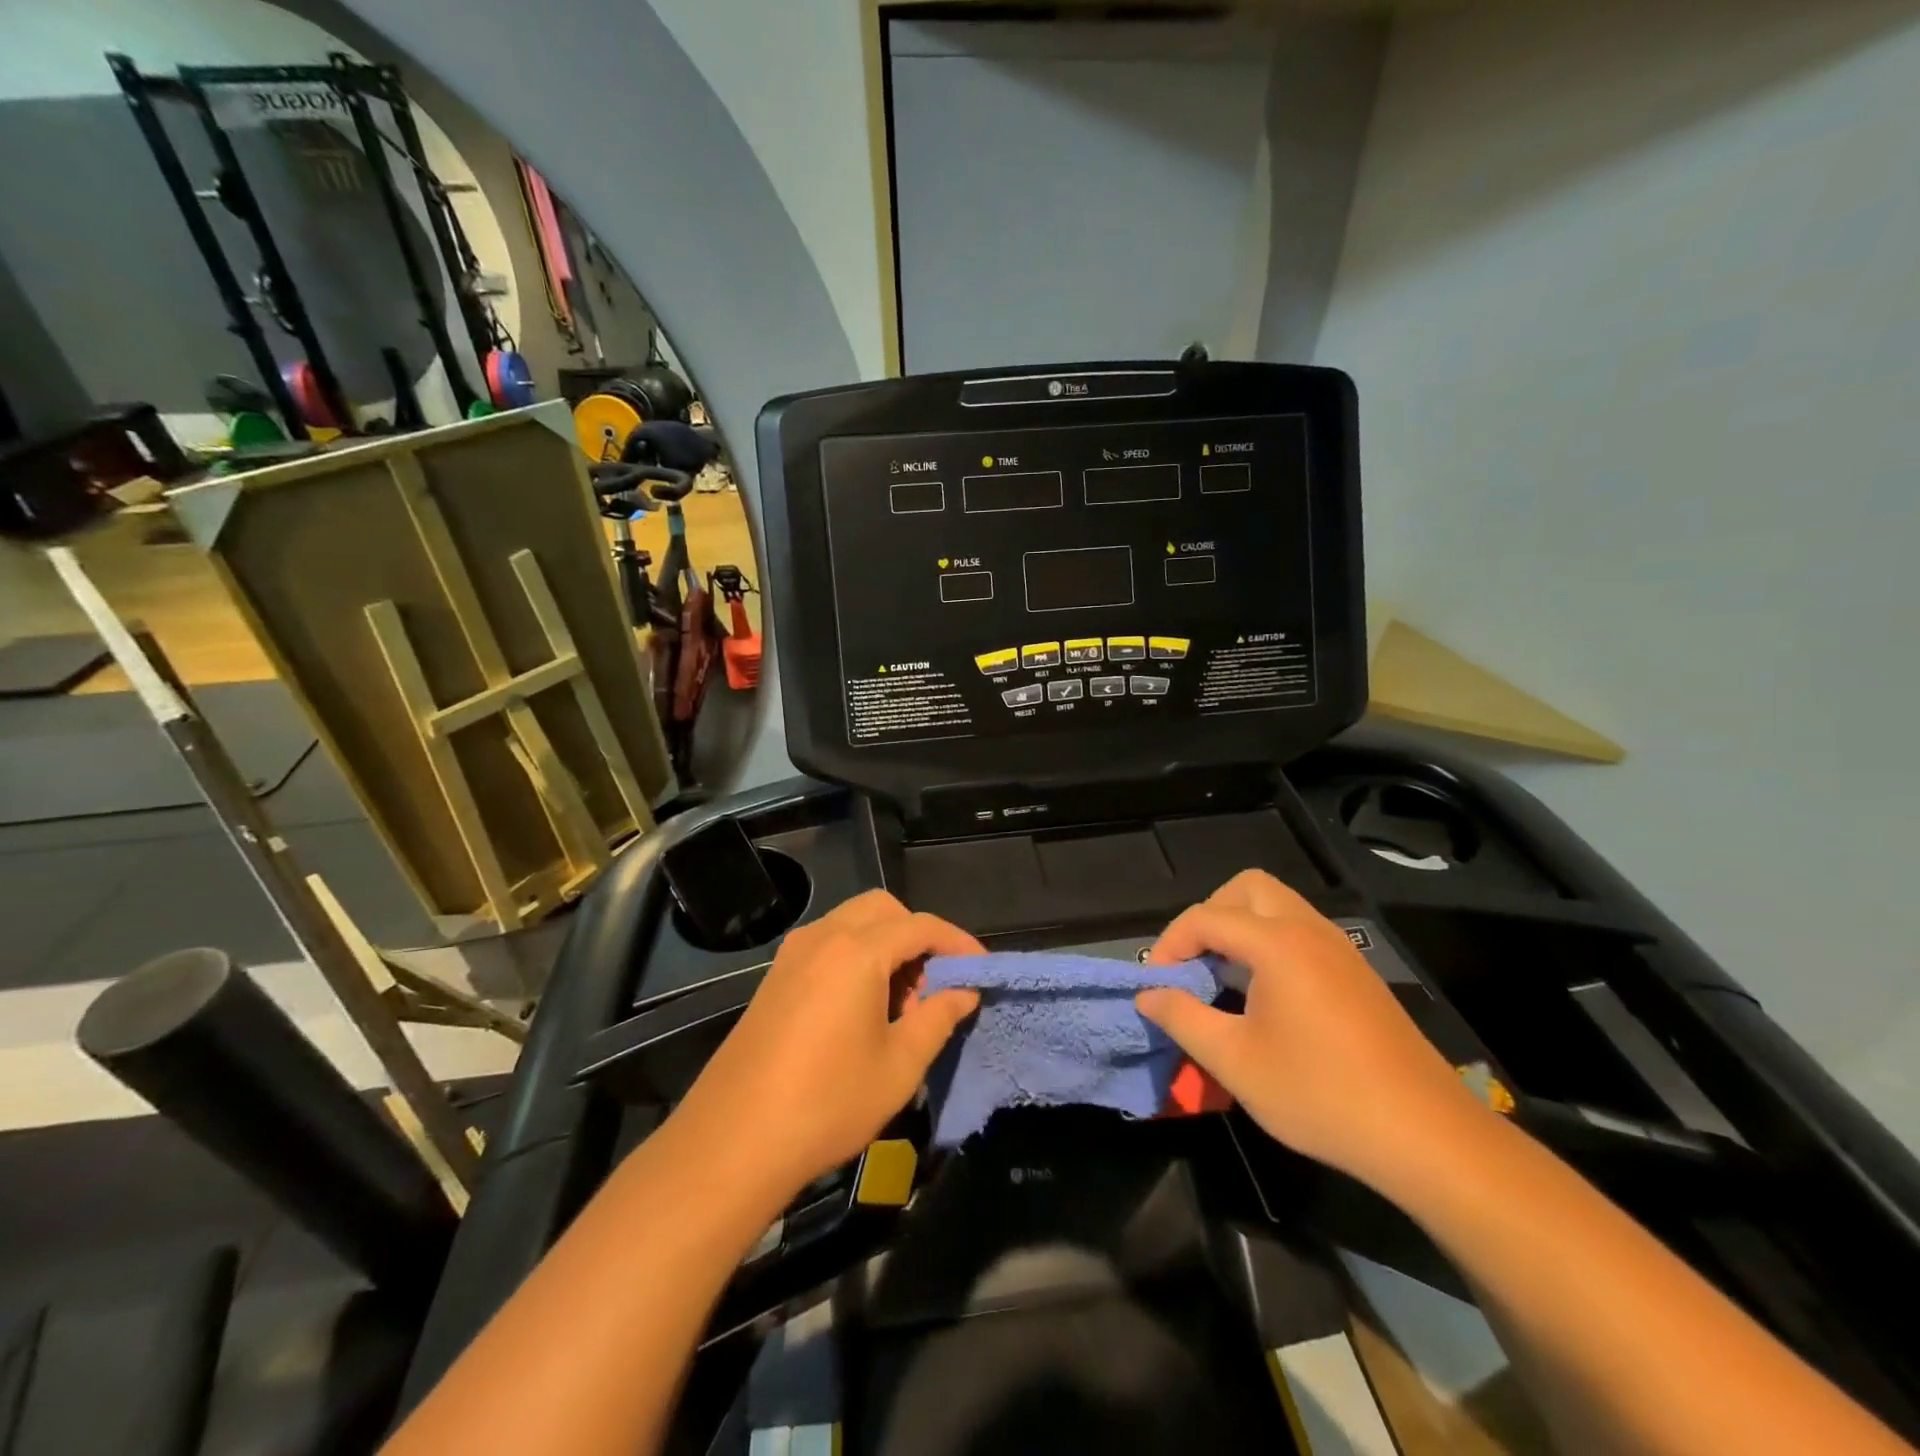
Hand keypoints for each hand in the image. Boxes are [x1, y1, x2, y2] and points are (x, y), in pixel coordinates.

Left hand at [675, 891, 981, 1196]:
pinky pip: (829, 945)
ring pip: (853, 924)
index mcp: (857, 950)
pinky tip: (864, 1009)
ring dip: (887, 946)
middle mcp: (823, 937)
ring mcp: (793, 954)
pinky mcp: (776, 977)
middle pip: (884, 910)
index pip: (921, 926)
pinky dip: (857, 957)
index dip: (958, 944)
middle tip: (936, 984)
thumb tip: (964, 992)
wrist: (733, 1141)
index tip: (982, 971)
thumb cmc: (827, 1103)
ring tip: (903, 1004)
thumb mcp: (899, 1066)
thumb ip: (938, 1018)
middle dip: (918, 936)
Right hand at [1137, 870, 1483, 1188]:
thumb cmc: (1321, 1095)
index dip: (1170, 944)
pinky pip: (1301, 932)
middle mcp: (1309, 931)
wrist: (1426, 1136)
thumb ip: (1182, 1019)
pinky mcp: (1357, 973)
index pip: (1206, 917)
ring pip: (1277, 907)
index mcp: (1278, 944)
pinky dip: (1269, 944)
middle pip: (1247, 889)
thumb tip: (1148, 995)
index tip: (1157, 985)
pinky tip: (1265, 998)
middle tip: (1195, 962)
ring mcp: (1339, 950)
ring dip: (1241, 928)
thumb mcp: (1235, 1062)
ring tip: (1223, 980)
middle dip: (1210, 916)